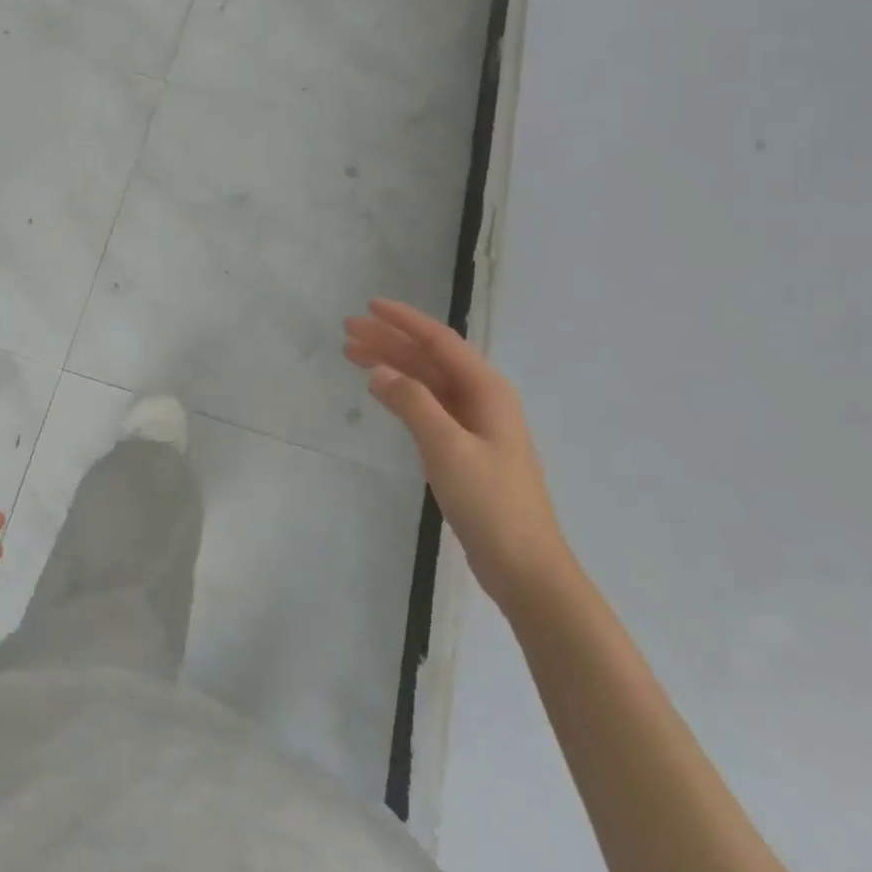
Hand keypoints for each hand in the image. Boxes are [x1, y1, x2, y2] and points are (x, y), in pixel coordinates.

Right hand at [345, 300, 569, 612]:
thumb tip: (379, 370)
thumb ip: (413, 403)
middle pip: (430, 359)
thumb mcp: (447, 448)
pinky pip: (428, 406)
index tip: (370, 306)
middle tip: (347, 331)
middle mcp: (482, 400)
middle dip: (390, 342)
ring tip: (352, 354)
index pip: (440, 342)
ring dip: (392, 365)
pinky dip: (402, 393)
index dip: (404, 321)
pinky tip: (382, 390)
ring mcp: (474, 425)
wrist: (525, 566)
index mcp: (487, 391)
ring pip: (427, 382)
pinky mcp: (464, 449)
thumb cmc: (490, 502)